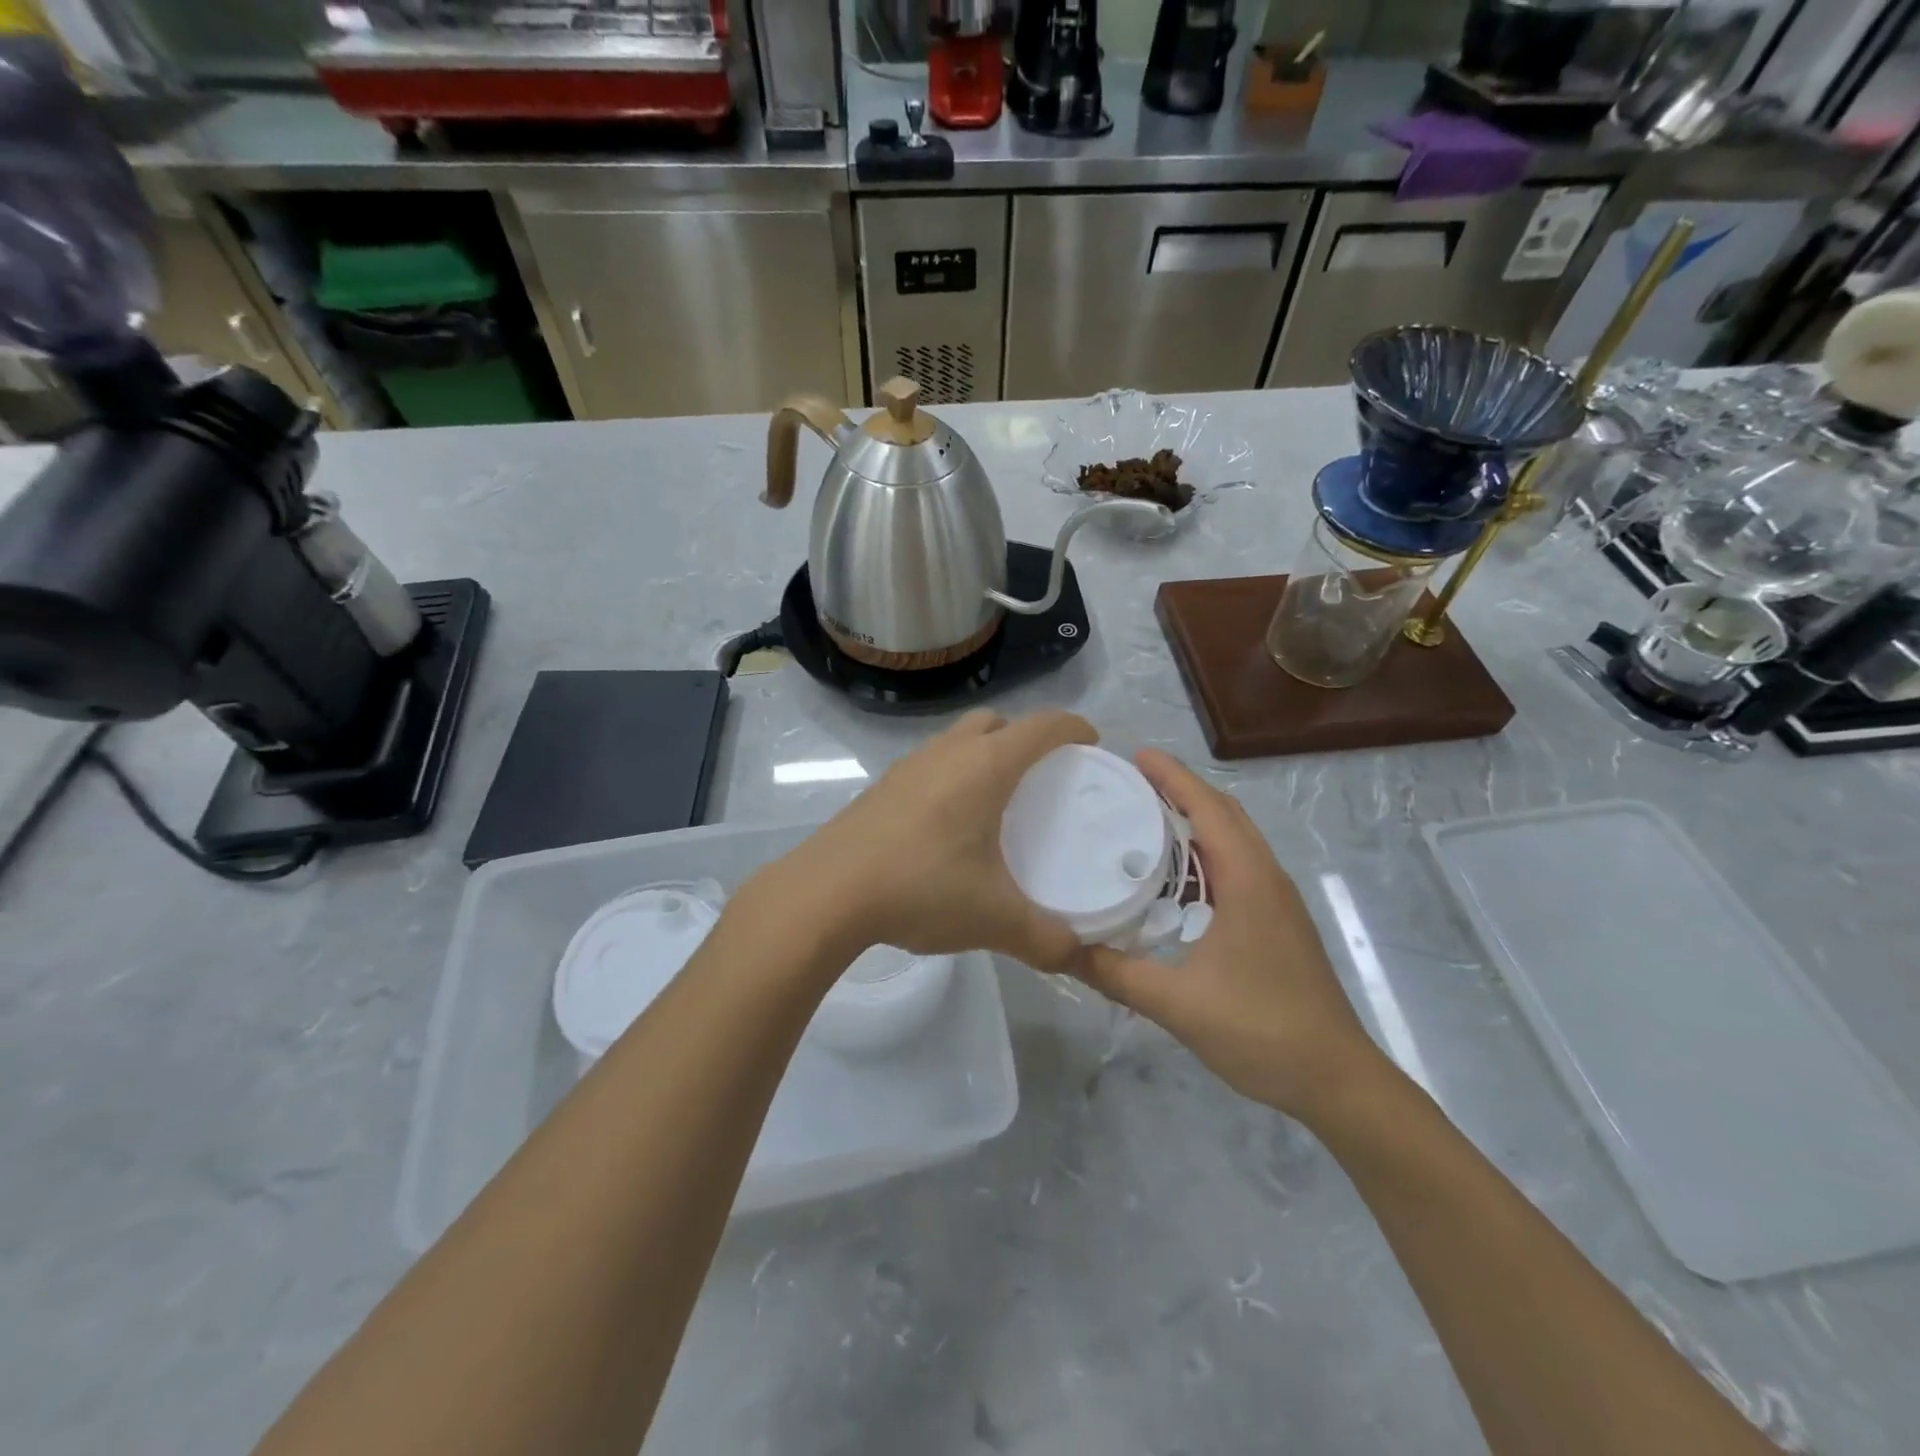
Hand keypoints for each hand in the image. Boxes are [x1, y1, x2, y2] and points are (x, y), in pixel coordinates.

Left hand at [750, 709, 1097, 973]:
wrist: (826, 893)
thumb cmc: (921, 888)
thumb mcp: (994, 919)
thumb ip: (1045, 940)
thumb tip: (1077, 956)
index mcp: (985, 766)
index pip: (1043, 726)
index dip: (1074, 728)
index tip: (1092, 745)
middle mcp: (948, 753)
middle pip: (997, 722)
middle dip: (1026, 738)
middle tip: (1043, 777)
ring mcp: (909, 766)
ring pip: (958, 740)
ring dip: (984, 754)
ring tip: (997, 801)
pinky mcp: (882, 787)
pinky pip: (930, 765)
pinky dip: (952, 777)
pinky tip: (949, 825)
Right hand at [1073, 749, 1388, 1121]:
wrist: (1337, 1080)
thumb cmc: (1262, 1031)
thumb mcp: (1178, 1004)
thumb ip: (1117, 975)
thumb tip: (1063, 949)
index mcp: (1248, 882)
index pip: (1208, 809)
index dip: (1173, 778)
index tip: (1135, 756)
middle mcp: (1266, 879)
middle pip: (1224, 814)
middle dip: (1181, 790)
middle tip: (1130, 783)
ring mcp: (1277, 901)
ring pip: (1235, 840)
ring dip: (1196, 820)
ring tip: (1146, 818)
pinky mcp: (1278, 922)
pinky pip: (1238, 866)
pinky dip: (1206, 853)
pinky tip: (1177, 879)